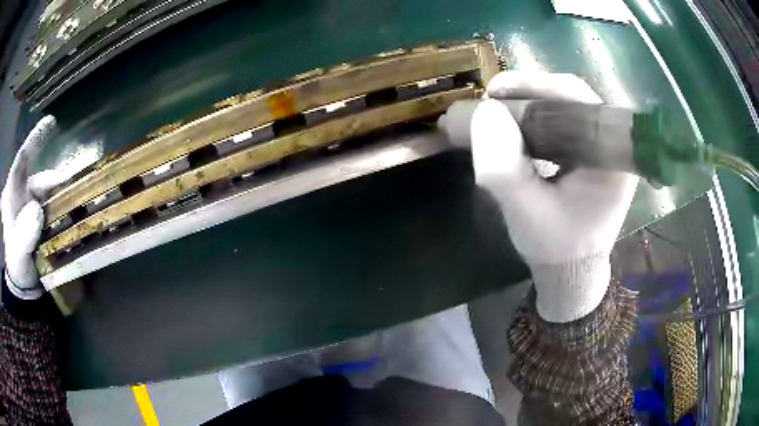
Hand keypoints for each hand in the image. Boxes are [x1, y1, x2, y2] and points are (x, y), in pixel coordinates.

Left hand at [2, 116, 71, 299]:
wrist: (23, 284)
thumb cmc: (16, 266)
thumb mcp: (18, 253)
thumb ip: (23, 235)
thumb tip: (36, 212)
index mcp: (13, 194)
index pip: (23, 160)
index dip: (36, 140)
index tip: (51, 123)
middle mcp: (24, 193)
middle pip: (42, 180)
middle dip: (60, 183)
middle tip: (80, 187)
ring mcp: (34, 205)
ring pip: (52, 195)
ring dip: (66, 199)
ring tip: (83, 204)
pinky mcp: (44, 218)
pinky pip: (57, 209)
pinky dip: (67, 211)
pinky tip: (77, 216)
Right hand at [439, 72, 637, 321]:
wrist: (571, 271)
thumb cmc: (555, 248)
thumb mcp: (525, 213)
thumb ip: (504, 168)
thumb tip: (484, 112)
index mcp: (613, 157)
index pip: (578, 99)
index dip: (536, 86)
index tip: (495, 91)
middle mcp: (615, 145)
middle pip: (572, 98)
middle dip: (529, 93)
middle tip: (491, 98)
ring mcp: (604, 147)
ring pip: (566, 107)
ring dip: (530, 103)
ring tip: (497, 109)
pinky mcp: (592, 153)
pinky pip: (564, 122)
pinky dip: (537, 118)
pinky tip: (515, 124)